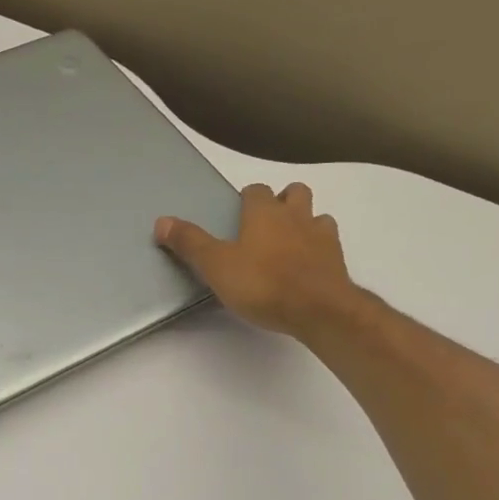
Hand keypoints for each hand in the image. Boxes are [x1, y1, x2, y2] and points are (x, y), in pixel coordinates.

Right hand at [155, 182, 357, 338]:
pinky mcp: (337, 261)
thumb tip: (161, 221)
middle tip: (268, 224)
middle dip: (283, 201)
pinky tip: (309, 267)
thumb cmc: (263, 283)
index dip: (247, 199)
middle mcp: (296, 216)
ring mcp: (322, 237)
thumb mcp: (216, 266)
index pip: (256, 190)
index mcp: (264, 212)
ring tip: (291, 245)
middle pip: (294, 193)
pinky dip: (320, 250)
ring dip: (306, 224)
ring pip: (317, 216)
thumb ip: (190, 243)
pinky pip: (330, 245)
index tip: (238, 213)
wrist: (318, 309)